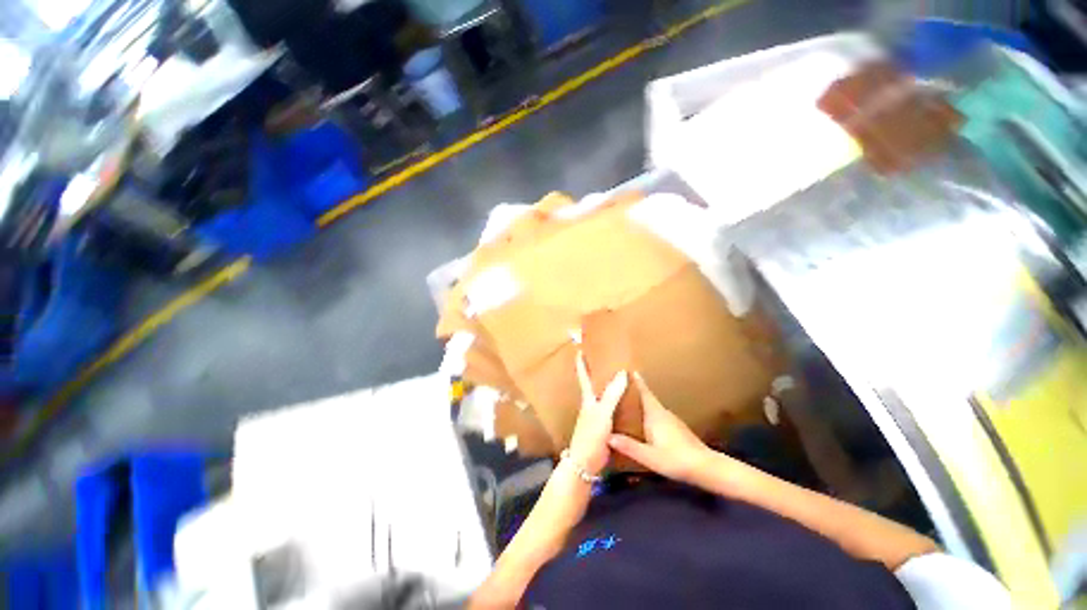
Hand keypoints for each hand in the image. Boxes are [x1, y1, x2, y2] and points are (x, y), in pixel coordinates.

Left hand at [567, 351, 627, 475]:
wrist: (586, 463)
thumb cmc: (591, 435)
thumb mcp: (602, 413)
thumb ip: (612, 394)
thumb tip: (622, 372)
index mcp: (589, 398)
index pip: (584, 376)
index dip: (582, 362)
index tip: (580, 348)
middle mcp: (592, 404)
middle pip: (594, 384)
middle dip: (598, 371)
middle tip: (608, 359)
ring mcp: (598, 415)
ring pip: (604, 395)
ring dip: (609, 386)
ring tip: (620, 376)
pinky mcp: (605, 426)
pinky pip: (612, 408)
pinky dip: (618, 401)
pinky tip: (627, 401)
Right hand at [608, 373, 712, 483]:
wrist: (707, 468)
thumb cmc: (676, 460)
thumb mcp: (649, 456)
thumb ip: (629, 446)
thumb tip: (607, 436)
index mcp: (655, 415)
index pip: (645, 393)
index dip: (637, 381)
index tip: (630, 369)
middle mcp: (664, 414)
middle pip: (648, 398)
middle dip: (636, 391)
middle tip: (622, 387)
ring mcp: (672, 421)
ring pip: (653, 407)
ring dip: (643, 403)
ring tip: (630, 404)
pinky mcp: (678, 429)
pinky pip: (659, 415)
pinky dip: (650, 413)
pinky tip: (645, 423)